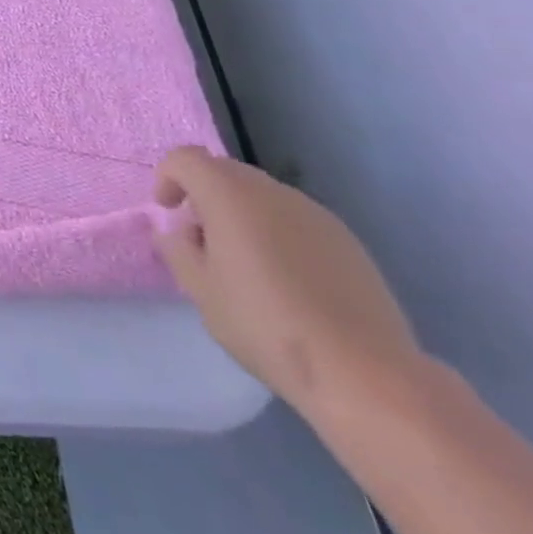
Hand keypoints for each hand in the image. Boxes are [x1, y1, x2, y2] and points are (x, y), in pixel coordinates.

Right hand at [154, 145, 422, 414]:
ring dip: (243, 215)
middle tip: (203, 240)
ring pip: (263, 196)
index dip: (168, 178)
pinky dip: (278, 234)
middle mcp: (273, 192)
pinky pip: (296, 221)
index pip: (185, 159)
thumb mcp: (200, 290)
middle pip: (226, 172)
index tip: (168, 212)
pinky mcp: (349, 243)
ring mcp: (317, 215)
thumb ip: (178, 249)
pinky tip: (288, 281)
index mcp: (230, 195)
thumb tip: (179, 232)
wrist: (364, 374)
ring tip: (246, 265)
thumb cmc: (265, 324)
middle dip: (205, 196)